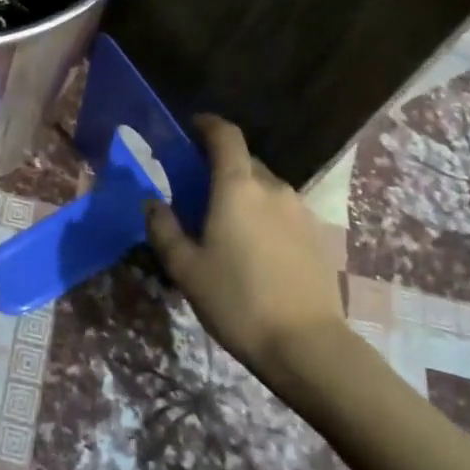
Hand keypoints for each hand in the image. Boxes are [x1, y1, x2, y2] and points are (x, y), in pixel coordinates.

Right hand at [144, 116, 345, 378]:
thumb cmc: (237, 302)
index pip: (226, 136)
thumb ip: (164, 230)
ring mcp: (300, 210)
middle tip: (199, 192)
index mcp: (238, 188)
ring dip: (244, 193)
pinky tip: (255, 248)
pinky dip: (264, 215)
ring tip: (227, 226)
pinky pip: (283, 210)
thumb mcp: (186, 269)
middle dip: (221, 166)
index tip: (192, 127)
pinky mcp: (316, 234)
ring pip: (265, 187)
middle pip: (245, 161)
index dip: (208, 124)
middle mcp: (272, 187)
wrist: (306, 344)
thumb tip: (152, 203)